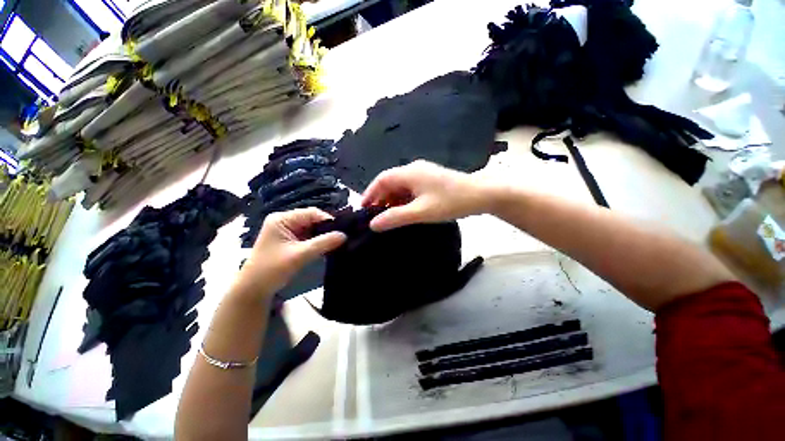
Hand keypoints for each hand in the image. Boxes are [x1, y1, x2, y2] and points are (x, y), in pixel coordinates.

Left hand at [236, 208, 345, 298]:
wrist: (254, 290)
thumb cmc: (272, 269)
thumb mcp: (300, 255)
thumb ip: (323, 243)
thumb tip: (344, 235)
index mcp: (282, 219)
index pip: (311, 213)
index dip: (328, 220)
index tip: (343, 230)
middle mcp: (285, 221)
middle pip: (312, 219)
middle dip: (327, 228)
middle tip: (343, 236)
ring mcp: (288, 231)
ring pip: (312, 228)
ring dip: (323, 235)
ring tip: (338, 241)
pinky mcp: (291, 240)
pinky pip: (309, 236)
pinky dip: (318, 241)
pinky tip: (329, 246)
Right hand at [361, 160, 495, 231]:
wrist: (482, 195)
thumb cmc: (451, 202)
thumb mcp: (421, 212)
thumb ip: (395, 217)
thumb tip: (373, 224)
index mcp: (410, 172)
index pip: (382, 179)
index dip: (370, 193)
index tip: (363, 209)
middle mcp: (414, 169)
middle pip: (390, 182)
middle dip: (381, 198)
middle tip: (375, 216)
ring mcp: (424, 173)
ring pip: (401, 186)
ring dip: (393, 200)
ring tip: (389, 216)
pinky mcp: (431, 180)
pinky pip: (411, 188)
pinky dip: (404, 199)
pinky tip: (405, 211)